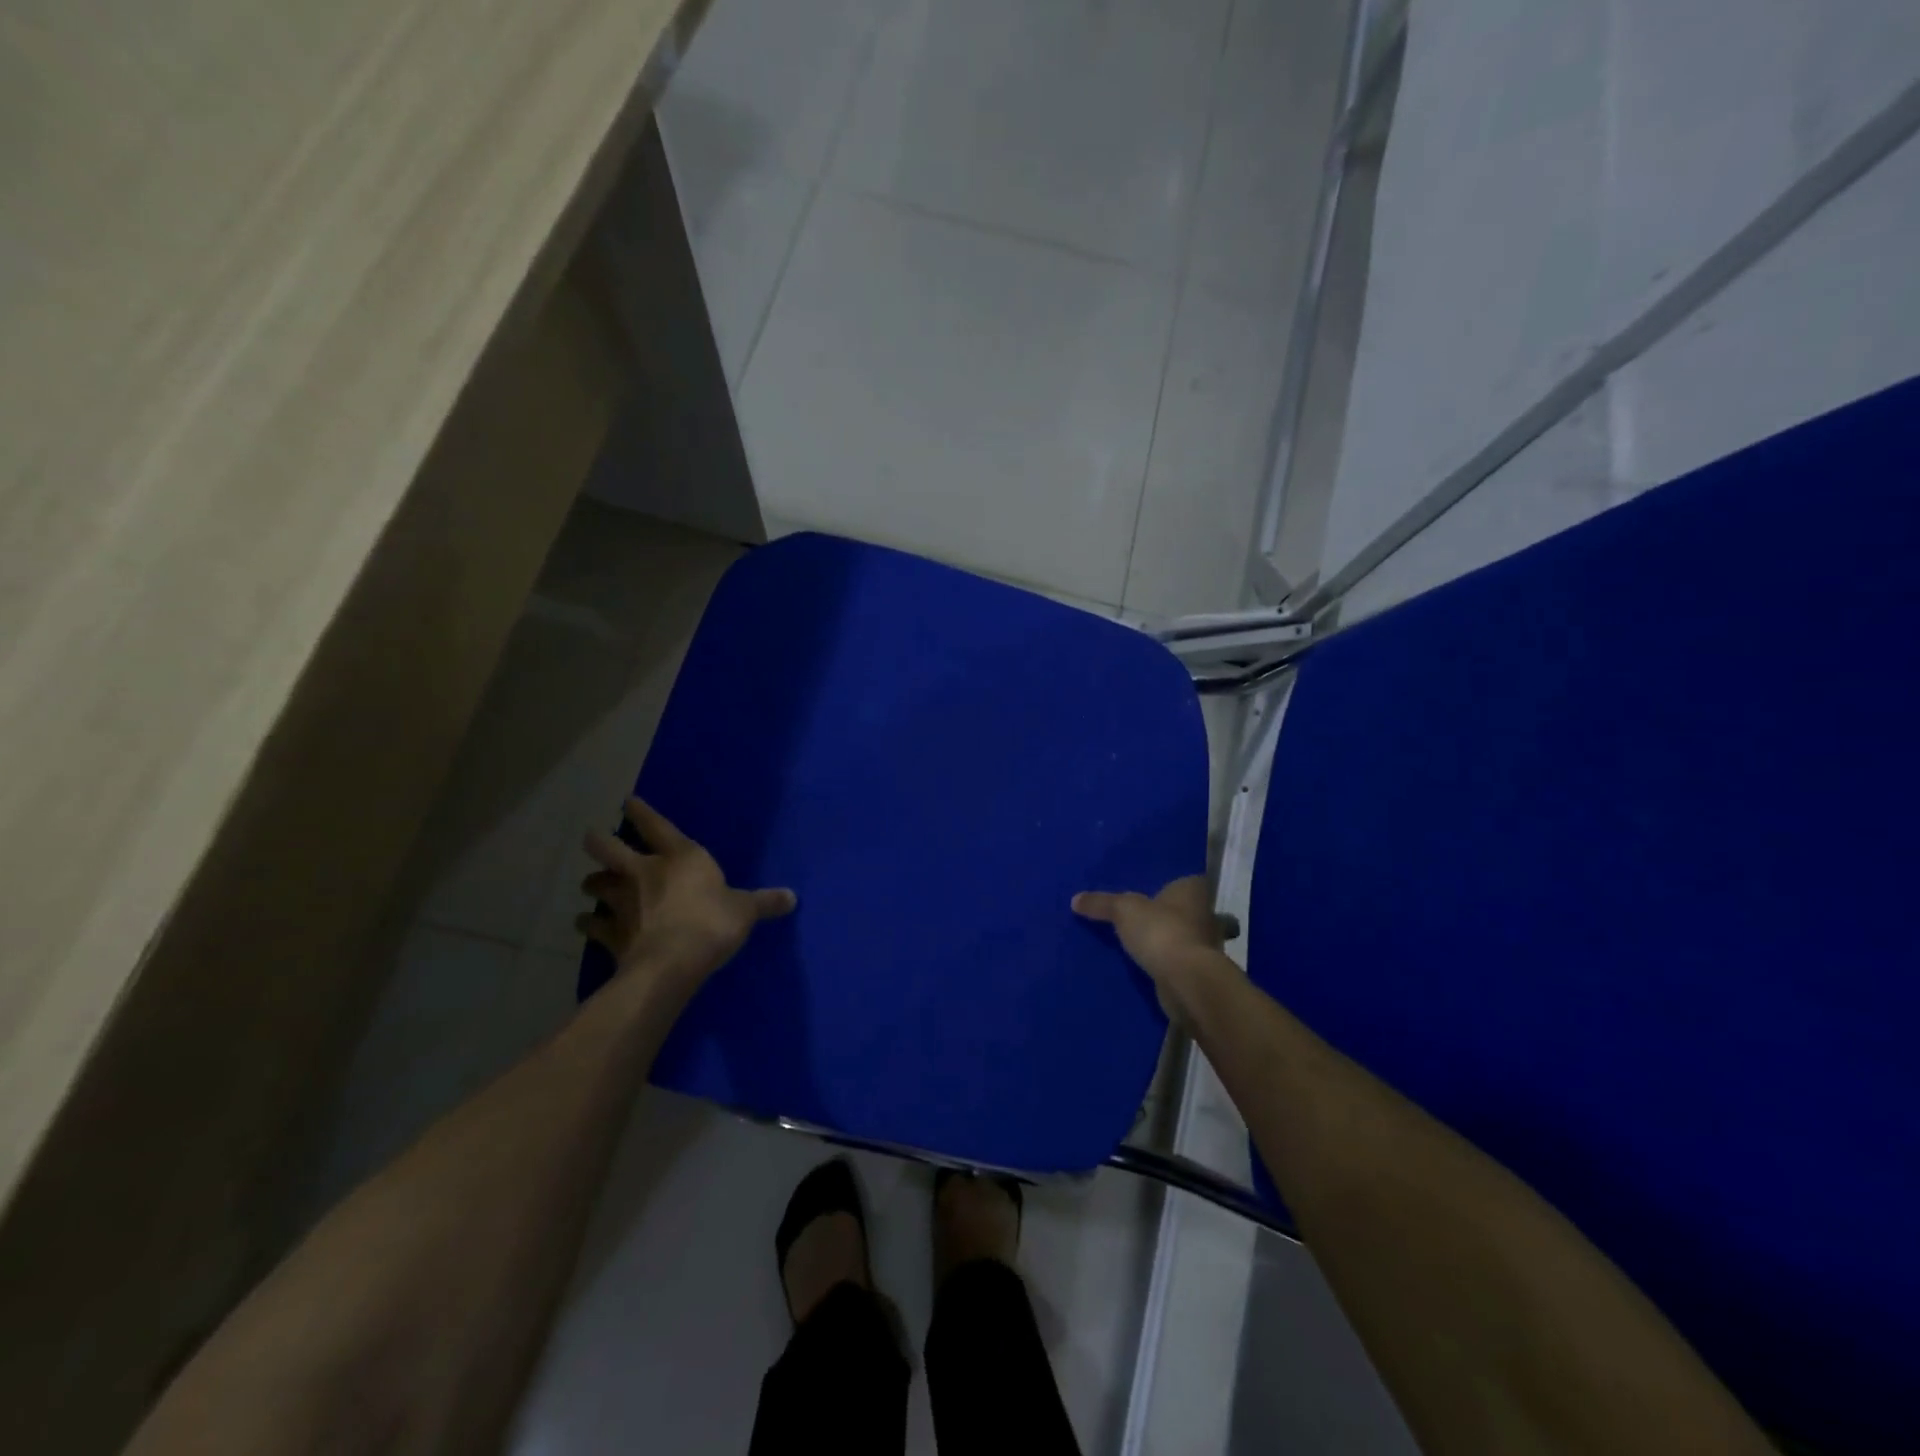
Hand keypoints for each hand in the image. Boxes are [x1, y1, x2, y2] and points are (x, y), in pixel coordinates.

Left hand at [579, 798, 795, 990]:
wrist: (672, 963)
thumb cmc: (712, 924)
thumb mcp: (745, 910)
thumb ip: (764, 902)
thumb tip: (793, 897)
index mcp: (679, 857)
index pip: (656, 826)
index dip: (640, 813)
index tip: (627, 802)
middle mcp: (644, 873)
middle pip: (609, 849)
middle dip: (598, 842)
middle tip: (592, 840)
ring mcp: (622, 903)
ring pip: (596, 885)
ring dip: (593, 884)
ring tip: (592, 886)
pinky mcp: (610, 934)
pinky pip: (592, 925)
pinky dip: (588, 924)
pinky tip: (585, 924)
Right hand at [1072, 876, 1223, 1021]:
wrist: (1185, 981)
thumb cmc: (1160, 931)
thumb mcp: (1123, 910)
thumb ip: (1101, 903)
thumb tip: (1075, 899)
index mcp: (1192, 889)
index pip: (1179, 878)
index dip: (1162, 881)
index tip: (1142, 886)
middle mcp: (1203, 913)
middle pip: (1178, 908)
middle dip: (1159, 912)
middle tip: (1130, 912)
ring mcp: (1202, 944)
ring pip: (1176, 935)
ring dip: (1159, 938)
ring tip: (1130, 938)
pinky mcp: (1195, 970)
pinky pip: (1173, 959)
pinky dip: (1160, 960)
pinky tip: (1139, 962)